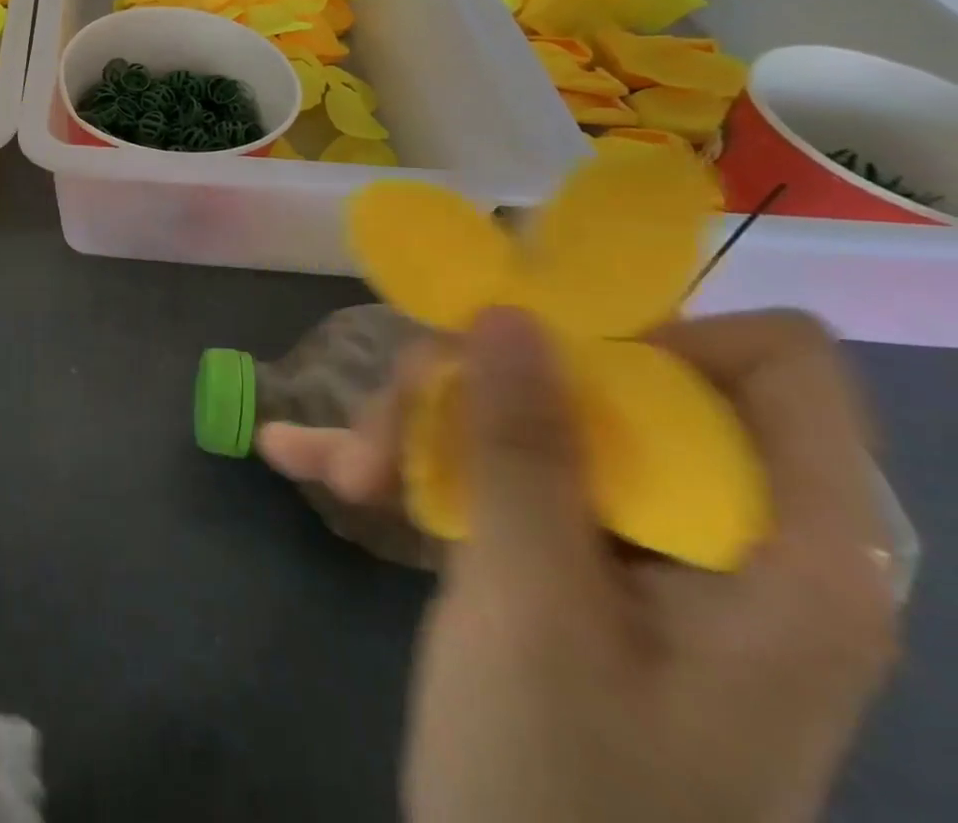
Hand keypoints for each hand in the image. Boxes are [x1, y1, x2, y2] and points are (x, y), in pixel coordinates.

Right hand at [262, 308, 896, 822]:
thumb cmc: (558, 786)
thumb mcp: (532, 607)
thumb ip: (523, 450)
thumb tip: (508, 311)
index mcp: (782, 549)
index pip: (770, 363)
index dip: (650, 333)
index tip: (526, 352)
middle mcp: (712, 530)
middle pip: (599, 382)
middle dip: (474, 390)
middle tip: (388, 437)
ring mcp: (625, 547)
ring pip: (521, 419)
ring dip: (415, 431)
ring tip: (344, 477)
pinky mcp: (557, 563)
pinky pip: (482, 476)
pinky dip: (399, 467)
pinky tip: (303, 459)